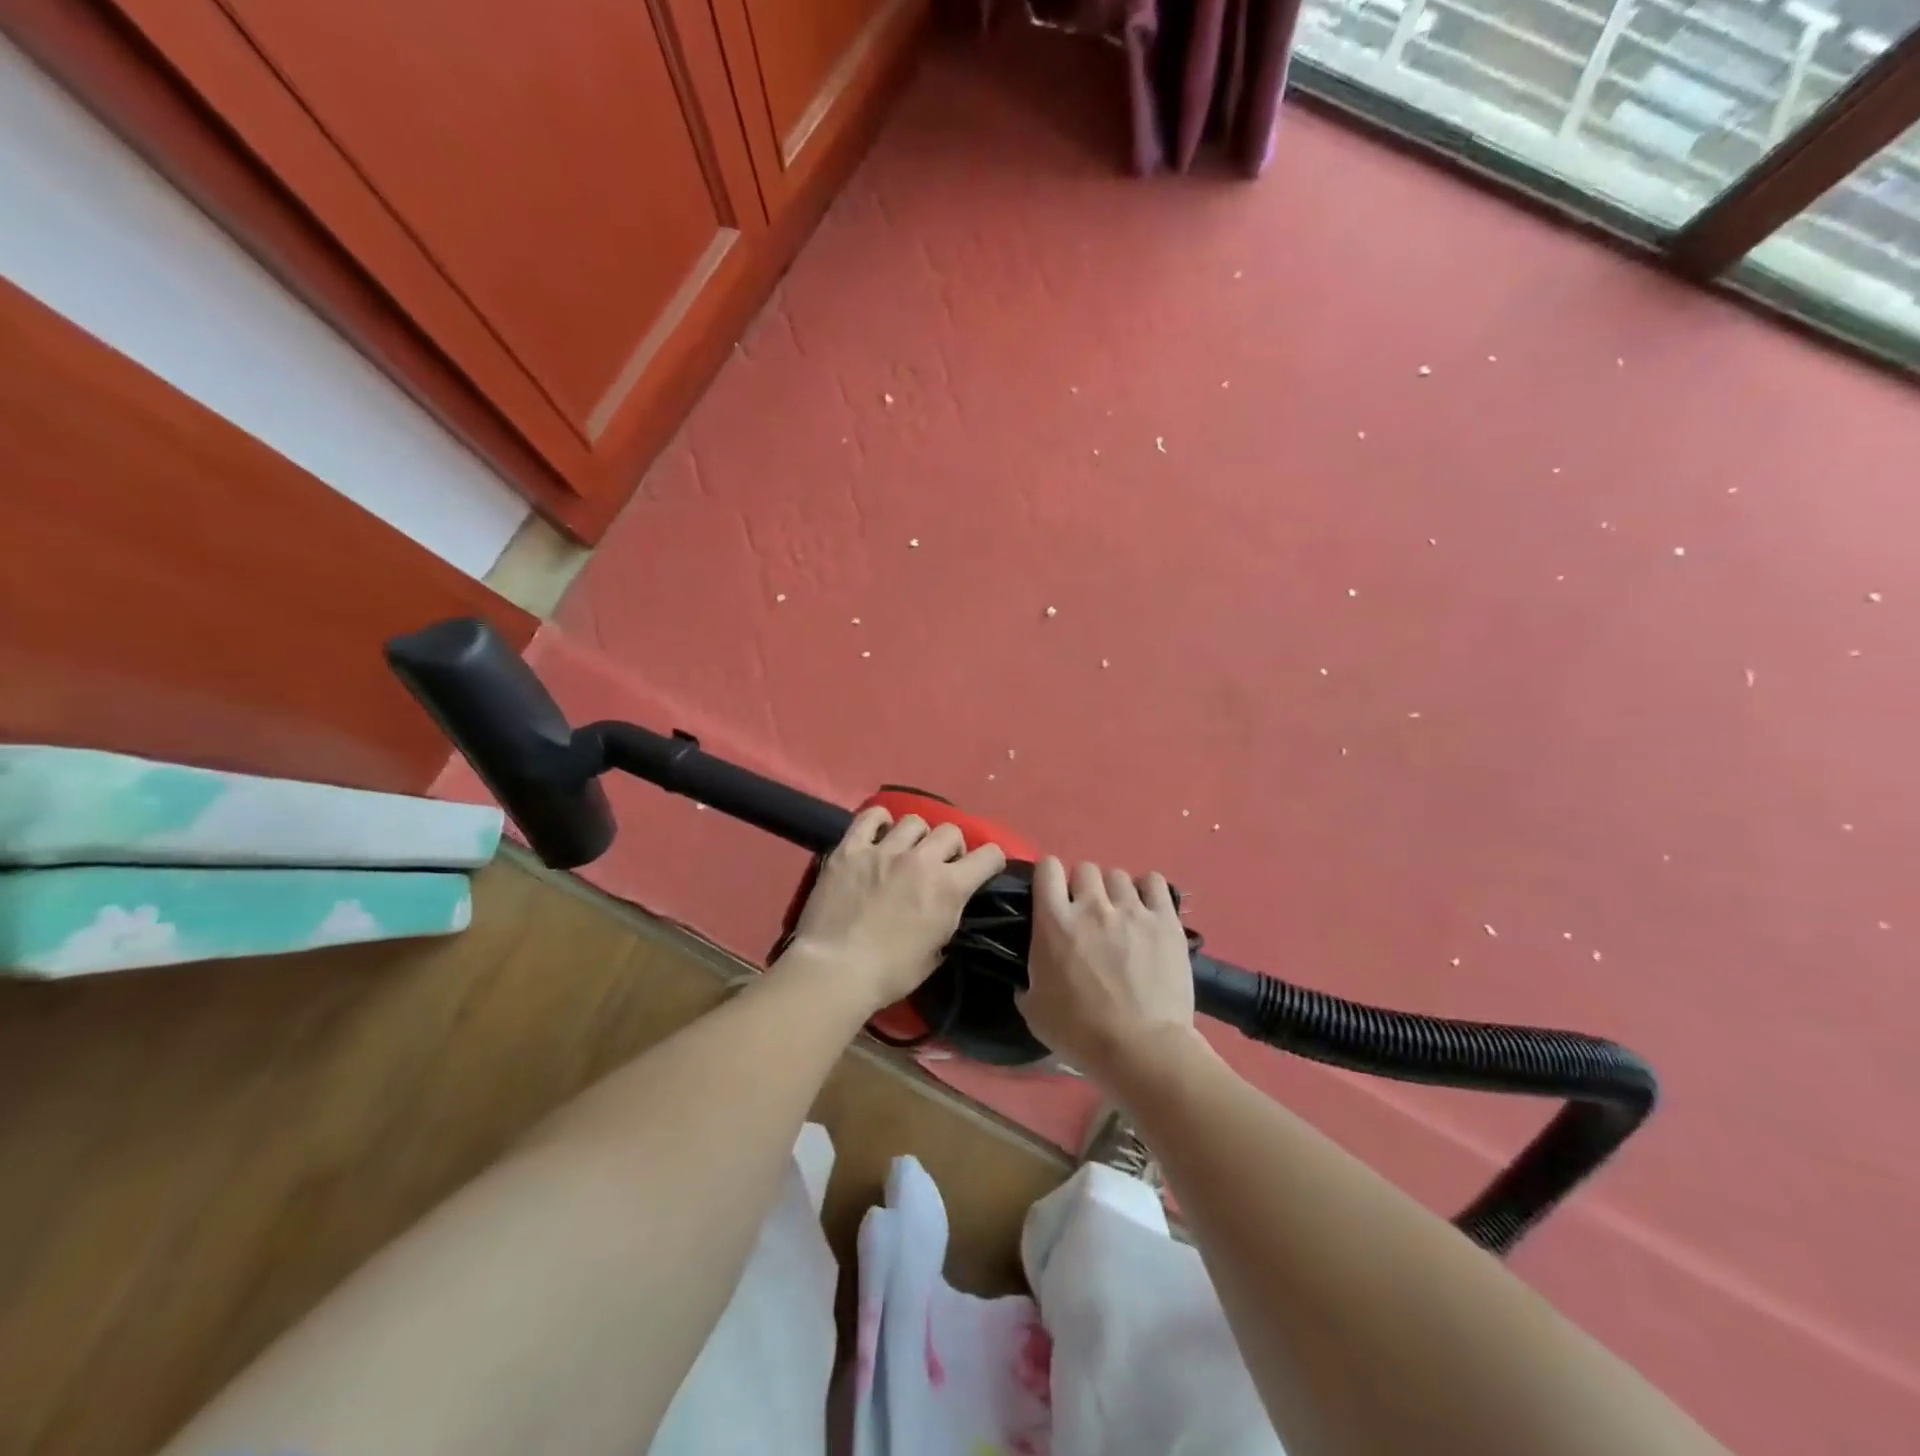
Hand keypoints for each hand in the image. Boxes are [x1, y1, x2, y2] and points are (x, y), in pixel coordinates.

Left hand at [778, 807, 1006, 1018]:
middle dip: (952, 847)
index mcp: (949, 887)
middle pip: (950, 831)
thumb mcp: (935, 953)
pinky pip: (870, 817)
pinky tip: (878, 833)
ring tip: (906, 850)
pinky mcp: (850, 849)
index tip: (985, 869)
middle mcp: (921, 859)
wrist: (835, 970)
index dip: (991, 861)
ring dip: (917, 836)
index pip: (989, 855)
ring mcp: (883, 850)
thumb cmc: (890, 973)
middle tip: (940, 865)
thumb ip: (947, 919)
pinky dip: (879, 821)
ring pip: (913, 820)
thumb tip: (947, 907)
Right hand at [1018, 857, 1198, 1084]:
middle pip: (1085, 868)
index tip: (1052, 894)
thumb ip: (1028, 980)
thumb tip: (1028, 975)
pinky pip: (1154, 882)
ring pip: (1118, 876)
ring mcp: (1131, 910)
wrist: (1140, 1049)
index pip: (1047, 869)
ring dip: (1114, 892)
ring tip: (1120, 915)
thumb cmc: (1080, 1033)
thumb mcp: (1034, 1010)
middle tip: (1088, 913)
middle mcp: (1092, 906)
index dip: (1049, 877)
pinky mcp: (1165, 920)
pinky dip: (1147, 890)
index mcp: (1054, 922)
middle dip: (1083, 886)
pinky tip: (1146, 908)